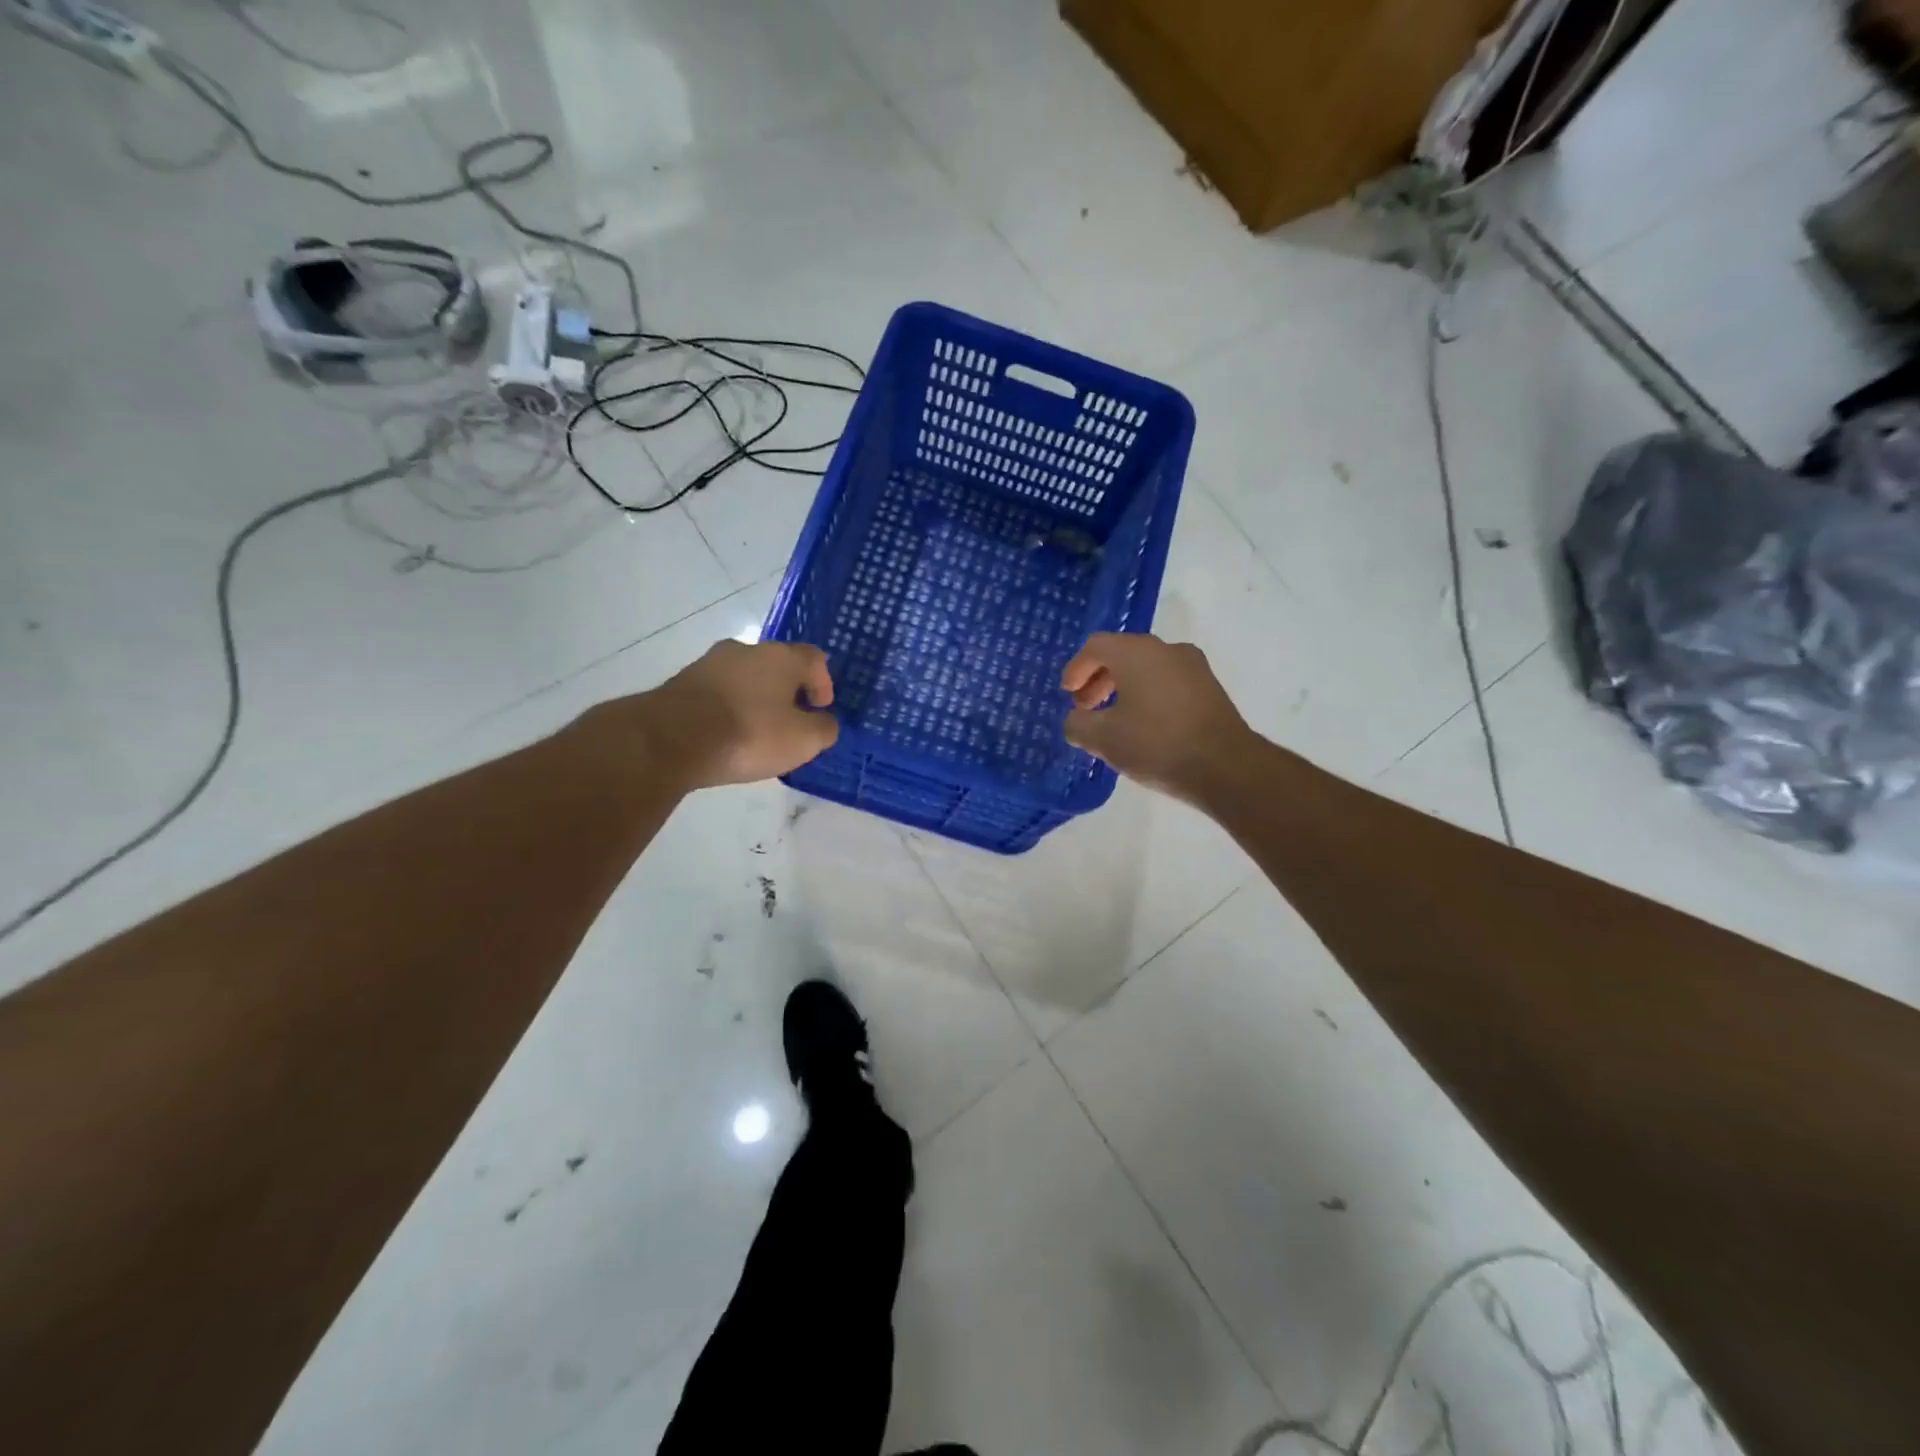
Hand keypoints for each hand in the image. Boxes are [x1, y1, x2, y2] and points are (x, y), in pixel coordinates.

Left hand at [635, 639, 838, 789]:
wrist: (670, 739)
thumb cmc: (749, 734)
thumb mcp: (802, 741)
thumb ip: (824, 729)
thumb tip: (824, 722)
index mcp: (781, 657)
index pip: (815, 659)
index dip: (823, 683)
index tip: (820, 710)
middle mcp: (746, 649)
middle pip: (778, 666)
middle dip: (788, 692)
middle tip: (790, 722)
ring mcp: (709, 663)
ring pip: (745, 678)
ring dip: (756, 699)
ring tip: (756, 733)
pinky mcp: (682, 682)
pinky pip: (718, 693)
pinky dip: (728, 709)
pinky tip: (726, 736)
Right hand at [1061, 632, 1257, 805]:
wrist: (1225, 766)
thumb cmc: (1156, 745)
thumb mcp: (1103, 739)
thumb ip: (1077, 725)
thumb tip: (1075, 720)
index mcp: (1136, 653)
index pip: (1096, 647)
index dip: (1076, 668)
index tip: (1069, 694)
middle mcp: (1166, 649)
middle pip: (1122, 654)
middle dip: (1098, 679)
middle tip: (1086, 707)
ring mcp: (1193, 666)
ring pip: (1147, 667)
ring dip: (1123, 687)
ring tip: (1113, 719)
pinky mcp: (1209, 687)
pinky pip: (1167, 681)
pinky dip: (1147, 694)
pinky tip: (1143, 724)